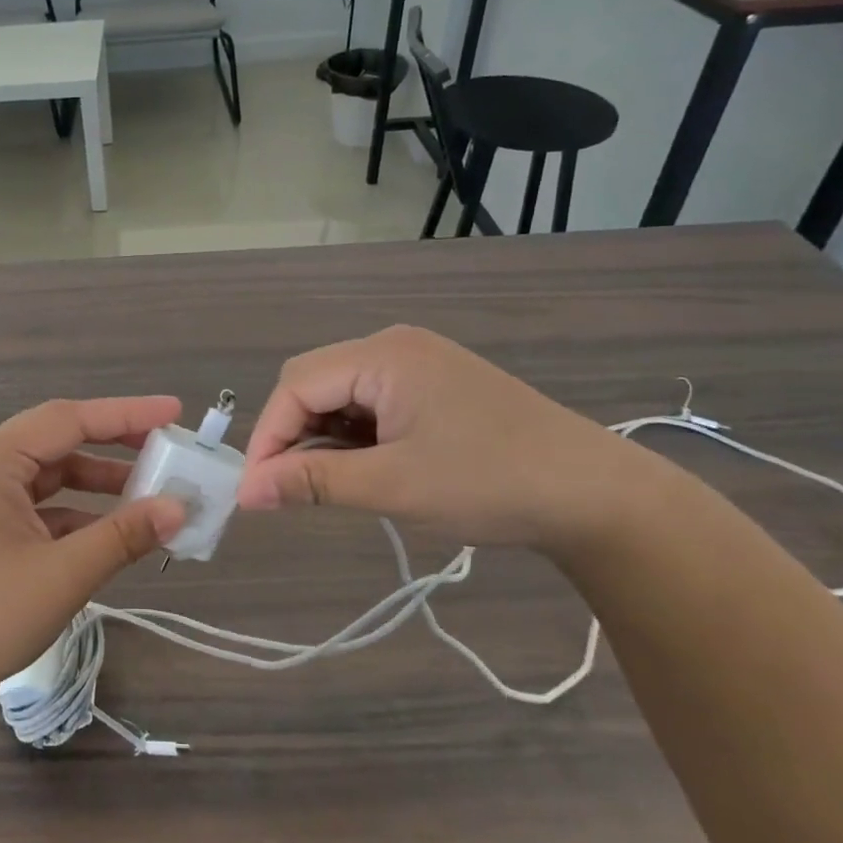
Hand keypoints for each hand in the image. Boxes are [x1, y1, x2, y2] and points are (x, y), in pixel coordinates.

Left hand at [0, 398, 186, 709]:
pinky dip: (74, 514)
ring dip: (97, 484)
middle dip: (115, 445)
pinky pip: (37, 505)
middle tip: (167, 449)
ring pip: (49, 476)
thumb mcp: (61, 576)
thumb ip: (122, 536)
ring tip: (149, 494)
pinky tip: (110, 533)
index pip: (70, 419)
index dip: (127, 414)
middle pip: (59, 441)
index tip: (174, 412)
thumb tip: (178, 508)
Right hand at [236, 326, 661, 552]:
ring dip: (323, 437)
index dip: (268, 436)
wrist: (597, 496)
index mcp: (383, 355)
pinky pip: (369, 403)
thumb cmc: (490, 484)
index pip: (296, 384)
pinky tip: (365, 468)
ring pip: (339, 394)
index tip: (255, 491)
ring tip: (329, 484)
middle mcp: (393, 347)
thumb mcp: (392, 486)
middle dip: (293, 434)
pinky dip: (353, 435)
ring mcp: (416, 364)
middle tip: (289, 489)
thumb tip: (245, 492)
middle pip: (313, 381)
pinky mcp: (432, 386)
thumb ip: (312, 482)